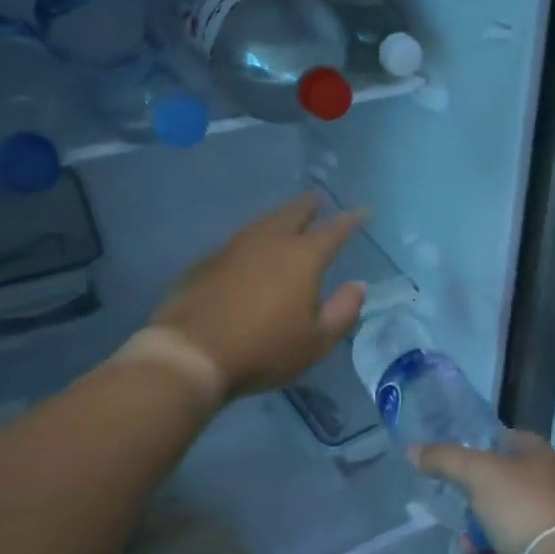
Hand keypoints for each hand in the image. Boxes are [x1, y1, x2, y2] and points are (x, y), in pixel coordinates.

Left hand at [151, 194, 366, 398]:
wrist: (192, 353)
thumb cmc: (264, 349)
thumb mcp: (316, 341)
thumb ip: (343, 311)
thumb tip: (358, 285)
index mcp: (302, 257)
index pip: (334, 230)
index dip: (351, 219)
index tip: (363, 210)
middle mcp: (270, 242)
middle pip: (293, 213)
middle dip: (309, 205)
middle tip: (317, 200)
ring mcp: (234, 247)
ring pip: (264, 222)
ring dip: (280, 218)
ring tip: (287, 219)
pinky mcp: (208, 261)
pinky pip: (240, 241)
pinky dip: (254, 239)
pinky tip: (251, 251)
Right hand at [412, 429, 554, 553]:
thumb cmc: (519, 507)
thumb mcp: (476, 474)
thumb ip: (444, 459)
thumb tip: (412, 450)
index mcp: (540, 455)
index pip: (507, 439)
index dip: (482, 445)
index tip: (458, 462)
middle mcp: (549, 484)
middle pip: (499, 486)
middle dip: (473, 507)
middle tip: (461, 517)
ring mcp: (549, 521)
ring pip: (501, 522)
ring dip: (480, 539)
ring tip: (472, 551)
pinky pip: (511, 551)